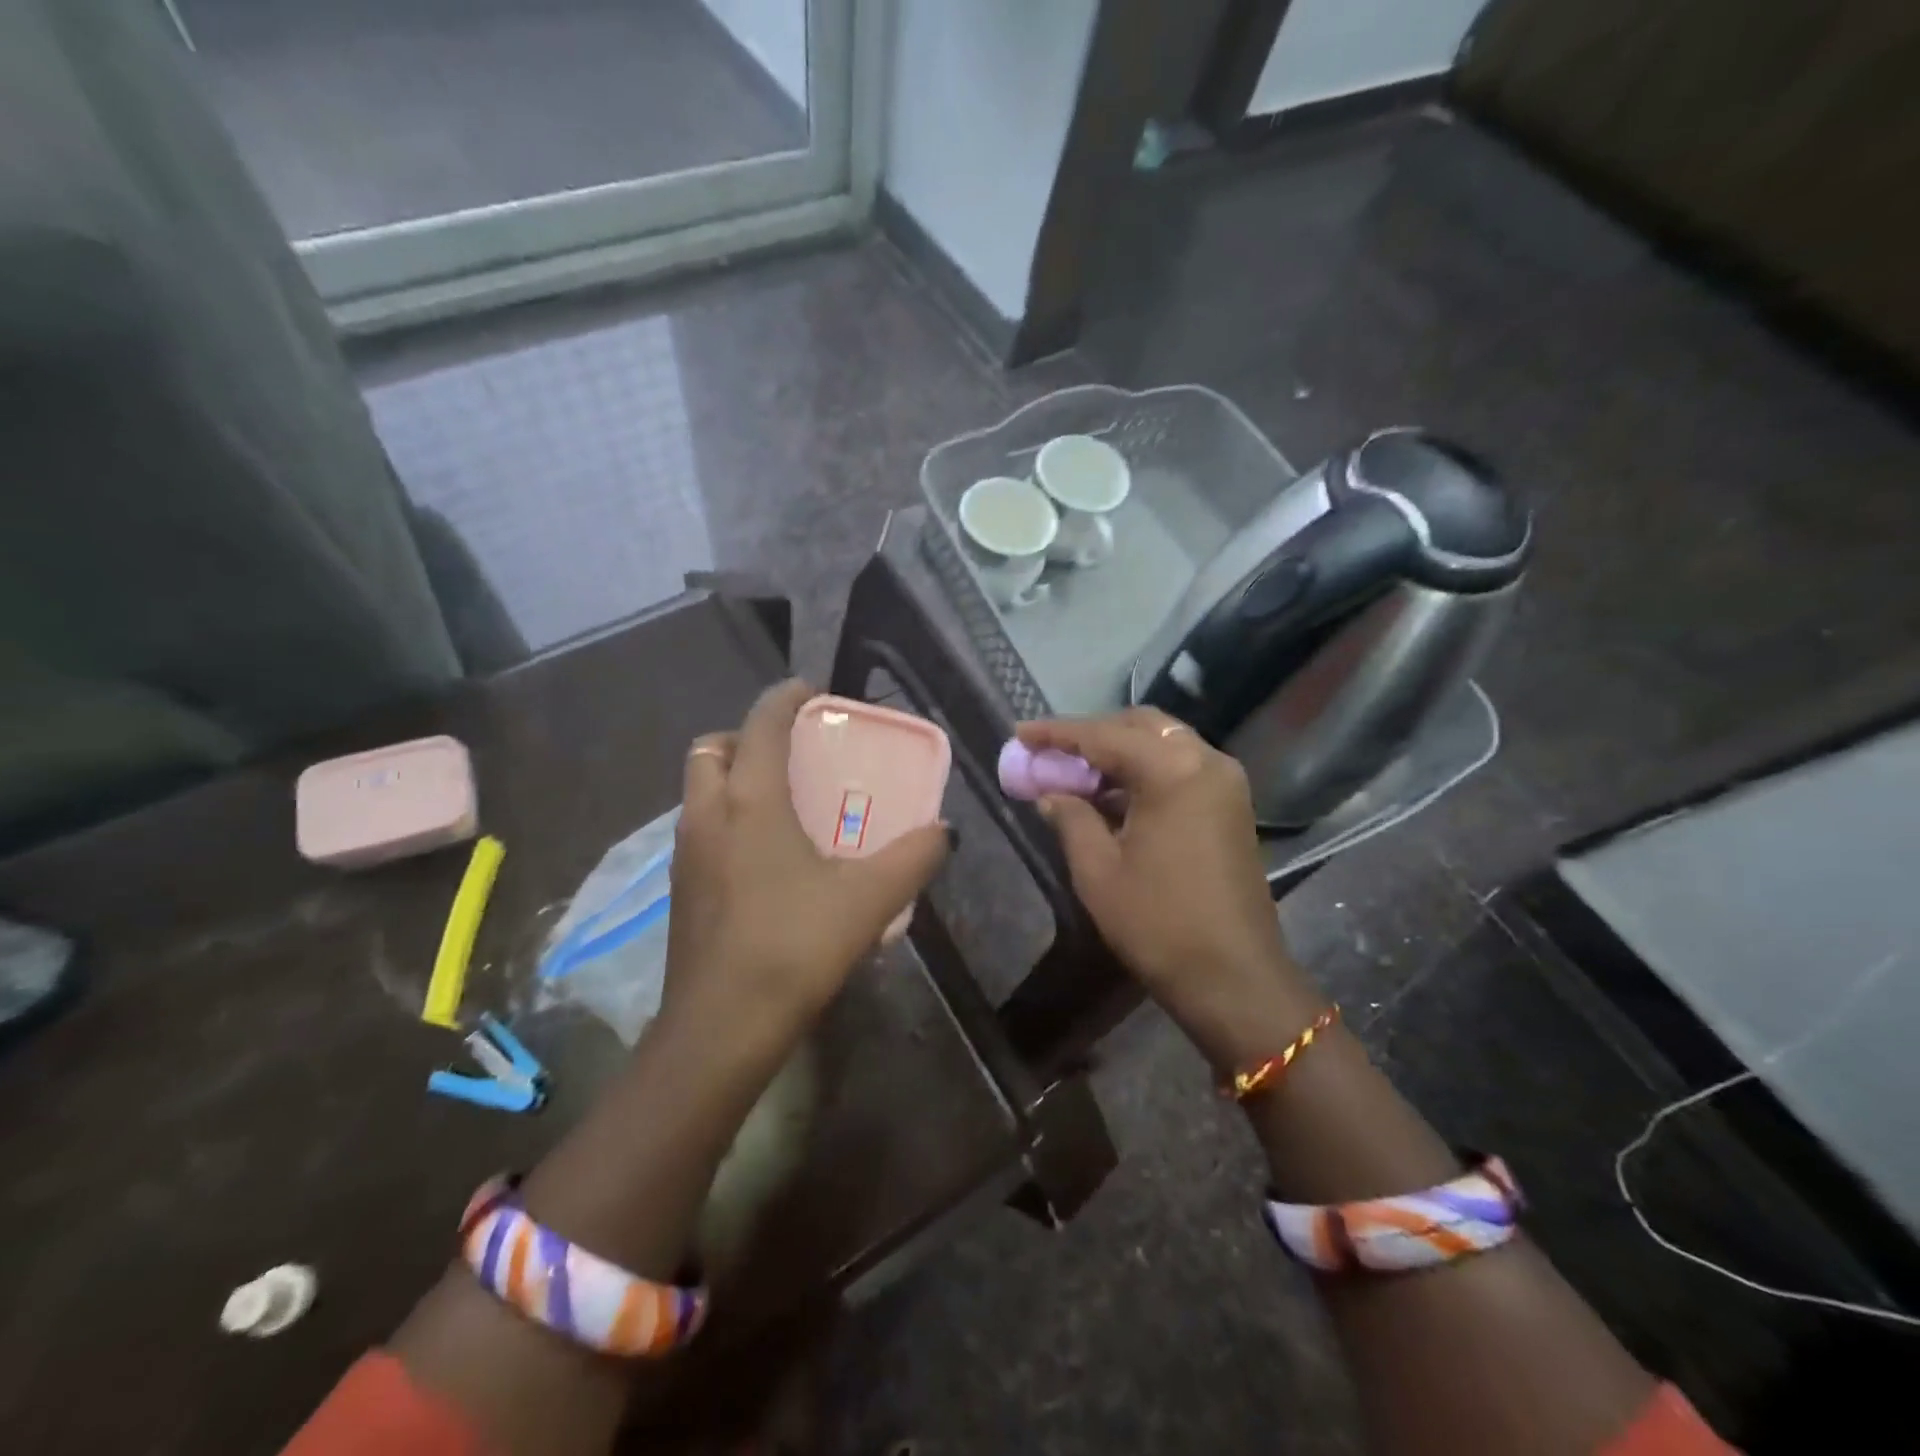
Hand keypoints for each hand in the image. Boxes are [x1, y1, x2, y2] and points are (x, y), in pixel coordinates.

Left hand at [662, 680, 949, 1052]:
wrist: (721, 1027)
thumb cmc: (794, 946)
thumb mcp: (869, 898)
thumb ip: (914, 858)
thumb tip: (945, 832)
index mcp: (750, 800)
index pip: (761, 724)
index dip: (785, 698)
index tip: (810, 691)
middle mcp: (708, 815)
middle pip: (712, 749)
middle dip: (746, 737)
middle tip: (789, 753)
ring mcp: (686, 853)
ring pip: (699, 790)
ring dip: (733, 779)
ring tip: (782, 801)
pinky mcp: (680, 889)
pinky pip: (701, 829)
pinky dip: (726, 819)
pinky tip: (765, 856)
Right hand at [1017, 709, 1323, 1065]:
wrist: (1235, 978)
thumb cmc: (1159, 923)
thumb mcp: (1098, 870)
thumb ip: (1071, 817)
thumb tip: (1051, 793)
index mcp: (1173, 770)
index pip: (1103, 736)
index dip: (1056, 733)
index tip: (1019, 733)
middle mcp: (1206, 761)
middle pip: (1139, 726)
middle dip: (1092, 735)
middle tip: (1051, 753)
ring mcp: (1225, 782)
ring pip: (1163, 744)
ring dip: (1119, 753)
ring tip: (1075, 774)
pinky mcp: (1232, 805)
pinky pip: (1180, 768)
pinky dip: (1144, 772)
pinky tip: (1112, 796)